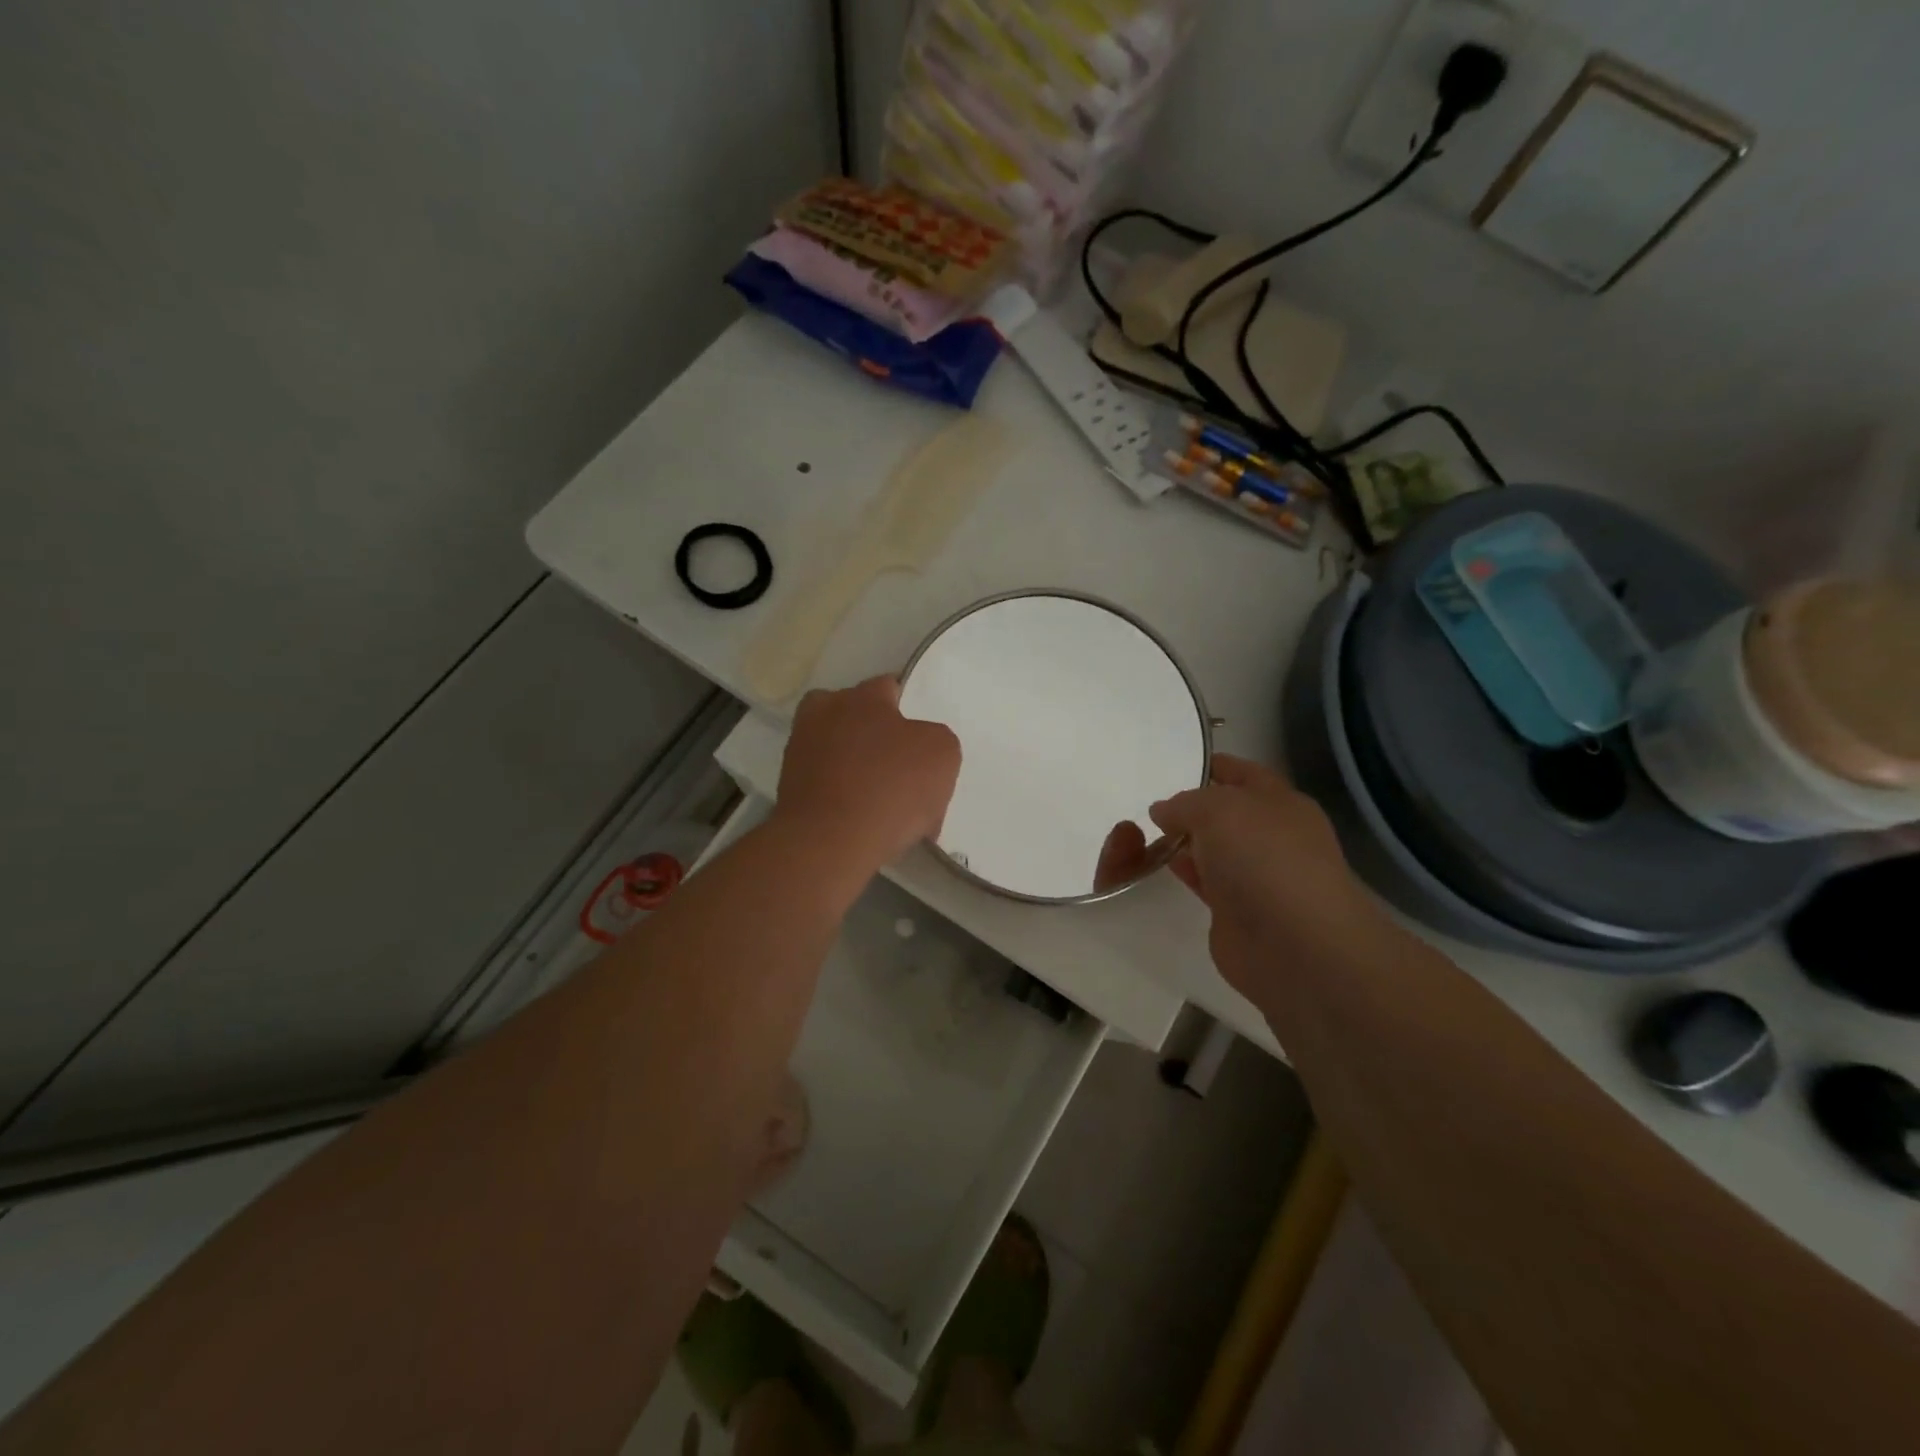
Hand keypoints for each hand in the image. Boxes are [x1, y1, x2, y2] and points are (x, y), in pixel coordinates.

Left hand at [775, 676, 961, 872]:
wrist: (829, 843)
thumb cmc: (891, 788)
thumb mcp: (942, 754)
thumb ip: (935, 738)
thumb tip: (917, 749)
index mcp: (861, 697)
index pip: (888, 687)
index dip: (908, 709)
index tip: (921, 736)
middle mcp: (822, 714)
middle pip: (855, 717)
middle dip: (876, 735)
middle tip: (901, 767)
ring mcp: (799, 752)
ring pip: (838, 751)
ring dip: (857, 768)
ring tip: (884, 802)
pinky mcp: (787, 790)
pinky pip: (826, 785)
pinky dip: (842, 797)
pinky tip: (865, 822)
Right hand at [1149, 755, 1406, 1005]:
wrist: (1294, 946)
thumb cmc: (1263, 860)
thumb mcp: (1218, 810)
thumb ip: (1185, 803)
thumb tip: (1163, 811)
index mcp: (1281, 803)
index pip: (1244, 774)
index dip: (1213, 765)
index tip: (1175, 762)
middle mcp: (1271, 836)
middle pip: (1225, 812)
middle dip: (1191, 806)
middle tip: (1147, 799)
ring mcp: (1254, 875)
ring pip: (1212, 847)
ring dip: (1182, 840)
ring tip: (1142, 831)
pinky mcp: (1235, 910)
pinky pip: (1203, 880)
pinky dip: (1182, 870)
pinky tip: (1156, 863)